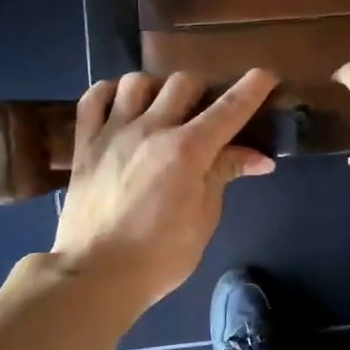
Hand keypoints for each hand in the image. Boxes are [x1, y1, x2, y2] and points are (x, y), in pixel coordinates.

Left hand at [53, 68, 278, 309]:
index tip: (265, 75)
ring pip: (137, 82)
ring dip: (157, 88)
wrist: (95, 274)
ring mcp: (113, 132)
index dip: (251, 88)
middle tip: (206, 112)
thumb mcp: (203, 219)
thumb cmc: (160, 256)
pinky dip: (111, 93)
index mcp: (187, 150)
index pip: (228, 108)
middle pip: (183, 83)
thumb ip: (223, 175)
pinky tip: (121, 104)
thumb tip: (259, 158)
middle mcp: (151, 129)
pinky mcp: (85, 144)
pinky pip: (93, 98)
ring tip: (161, 108)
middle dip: (203, 90)